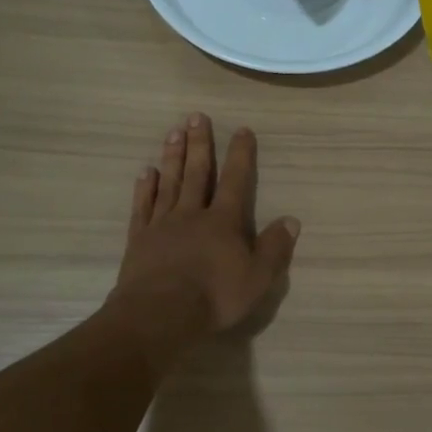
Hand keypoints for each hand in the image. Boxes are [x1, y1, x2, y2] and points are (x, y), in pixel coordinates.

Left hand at [111, 114, 298, 334]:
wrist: (159, 314)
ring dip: (173, 156)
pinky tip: (146, 172)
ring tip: (173, 132)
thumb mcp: (257, 278)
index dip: (240, 155)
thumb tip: (292, 220)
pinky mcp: (139, 239)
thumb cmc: (214, 297)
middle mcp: (192, 214)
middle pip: (197, 172)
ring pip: (169, 183)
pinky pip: (143, 207)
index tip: (241, 129)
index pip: (235, 180)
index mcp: (223, 222)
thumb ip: (275, 248)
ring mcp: (163, 224)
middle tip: (196, 116)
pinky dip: (146, 188)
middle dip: (199, 143)